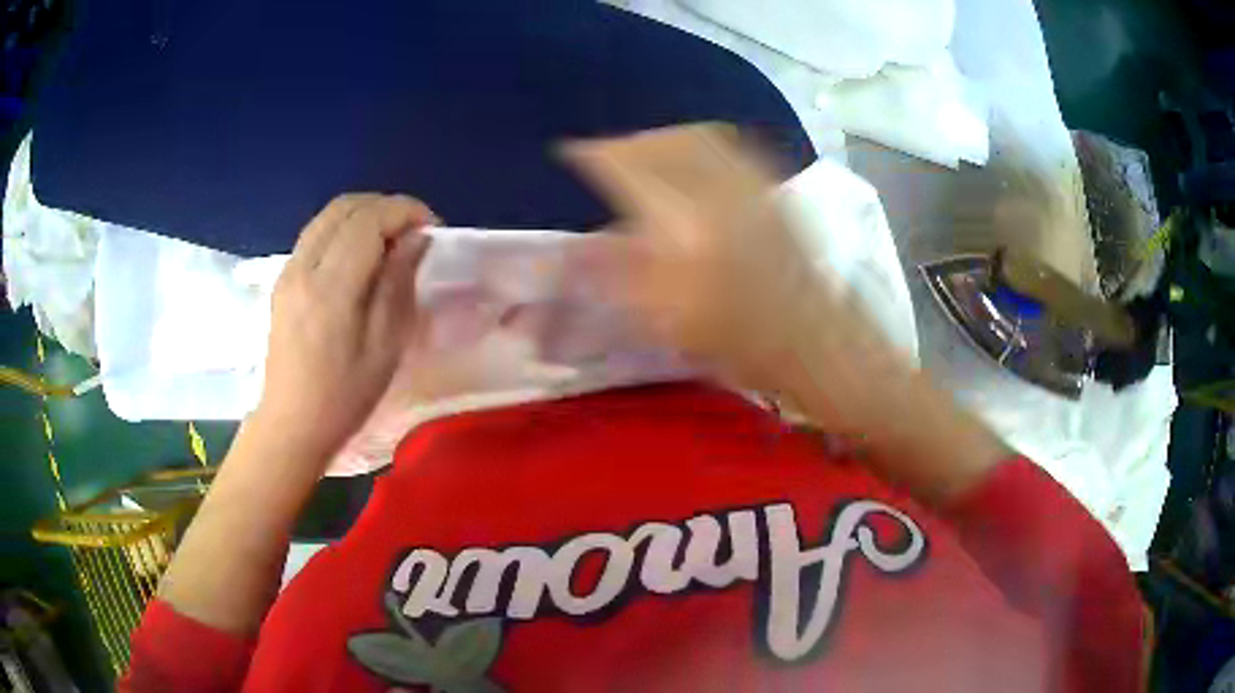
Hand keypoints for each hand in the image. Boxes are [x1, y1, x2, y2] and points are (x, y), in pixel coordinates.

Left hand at [250, 194, 436, 461]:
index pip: (368, 220)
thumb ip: (397, 284)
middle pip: (345, 207)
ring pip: (327, 216)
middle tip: (414, 231)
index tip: (432, 228)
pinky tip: (360, 255)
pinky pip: (315, 234)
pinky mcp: (282, 280)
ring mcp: (288, 271)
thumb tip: (415, 240)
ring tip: (390, 239)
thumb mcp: (385, 347)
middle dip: (385, 207)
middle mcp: (303, 268)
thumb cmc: (344, 397)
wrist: (291, 424)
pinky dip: (344, 229)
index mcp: (330, 288)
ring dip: (364, 214)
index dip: (405, 211)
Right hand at [563, 124, 820, 388]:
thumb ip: (613, 273)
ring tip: (643, 149)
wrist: (807, 339)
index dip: (594, 154)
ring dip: (661, 138)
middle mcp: (715, 189)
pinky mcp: (771, 189)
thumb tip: (574, 245)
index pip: (626, 167)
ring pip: (696, 137)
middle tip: (606, 152)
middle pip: (661, 143)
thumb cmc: (732, 338)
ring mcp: (748, 184)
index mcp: (681, 221)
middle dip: (626, 143)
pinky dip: (698, 141)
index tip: (571, 152)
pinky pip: (729, 146)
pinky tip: (692, 155)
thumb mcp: (661, 315)